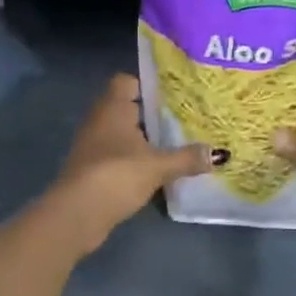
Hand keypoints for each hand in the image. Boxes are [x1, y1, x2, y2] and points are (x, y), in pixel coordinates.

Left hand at [53, 75, 209, 244]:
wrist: (76, 215)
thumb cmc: (117, 175)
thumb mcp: (158, 166)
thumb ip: (187, 158)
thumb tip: (218, 154)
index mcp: (113, 107)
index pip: (127, 81)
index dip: (148, 84)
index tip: (174, 94)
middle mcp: (100, 120)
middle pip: (128, 108)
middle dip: (153, 114)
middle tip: (184, 118)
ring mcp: (93, 146)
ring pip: (123, 134)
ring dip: (145, 139)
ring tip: (176, 143)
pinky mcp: (93, 169)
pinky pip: (118, 155)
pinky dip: (135, 159)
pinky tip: (157, 169)